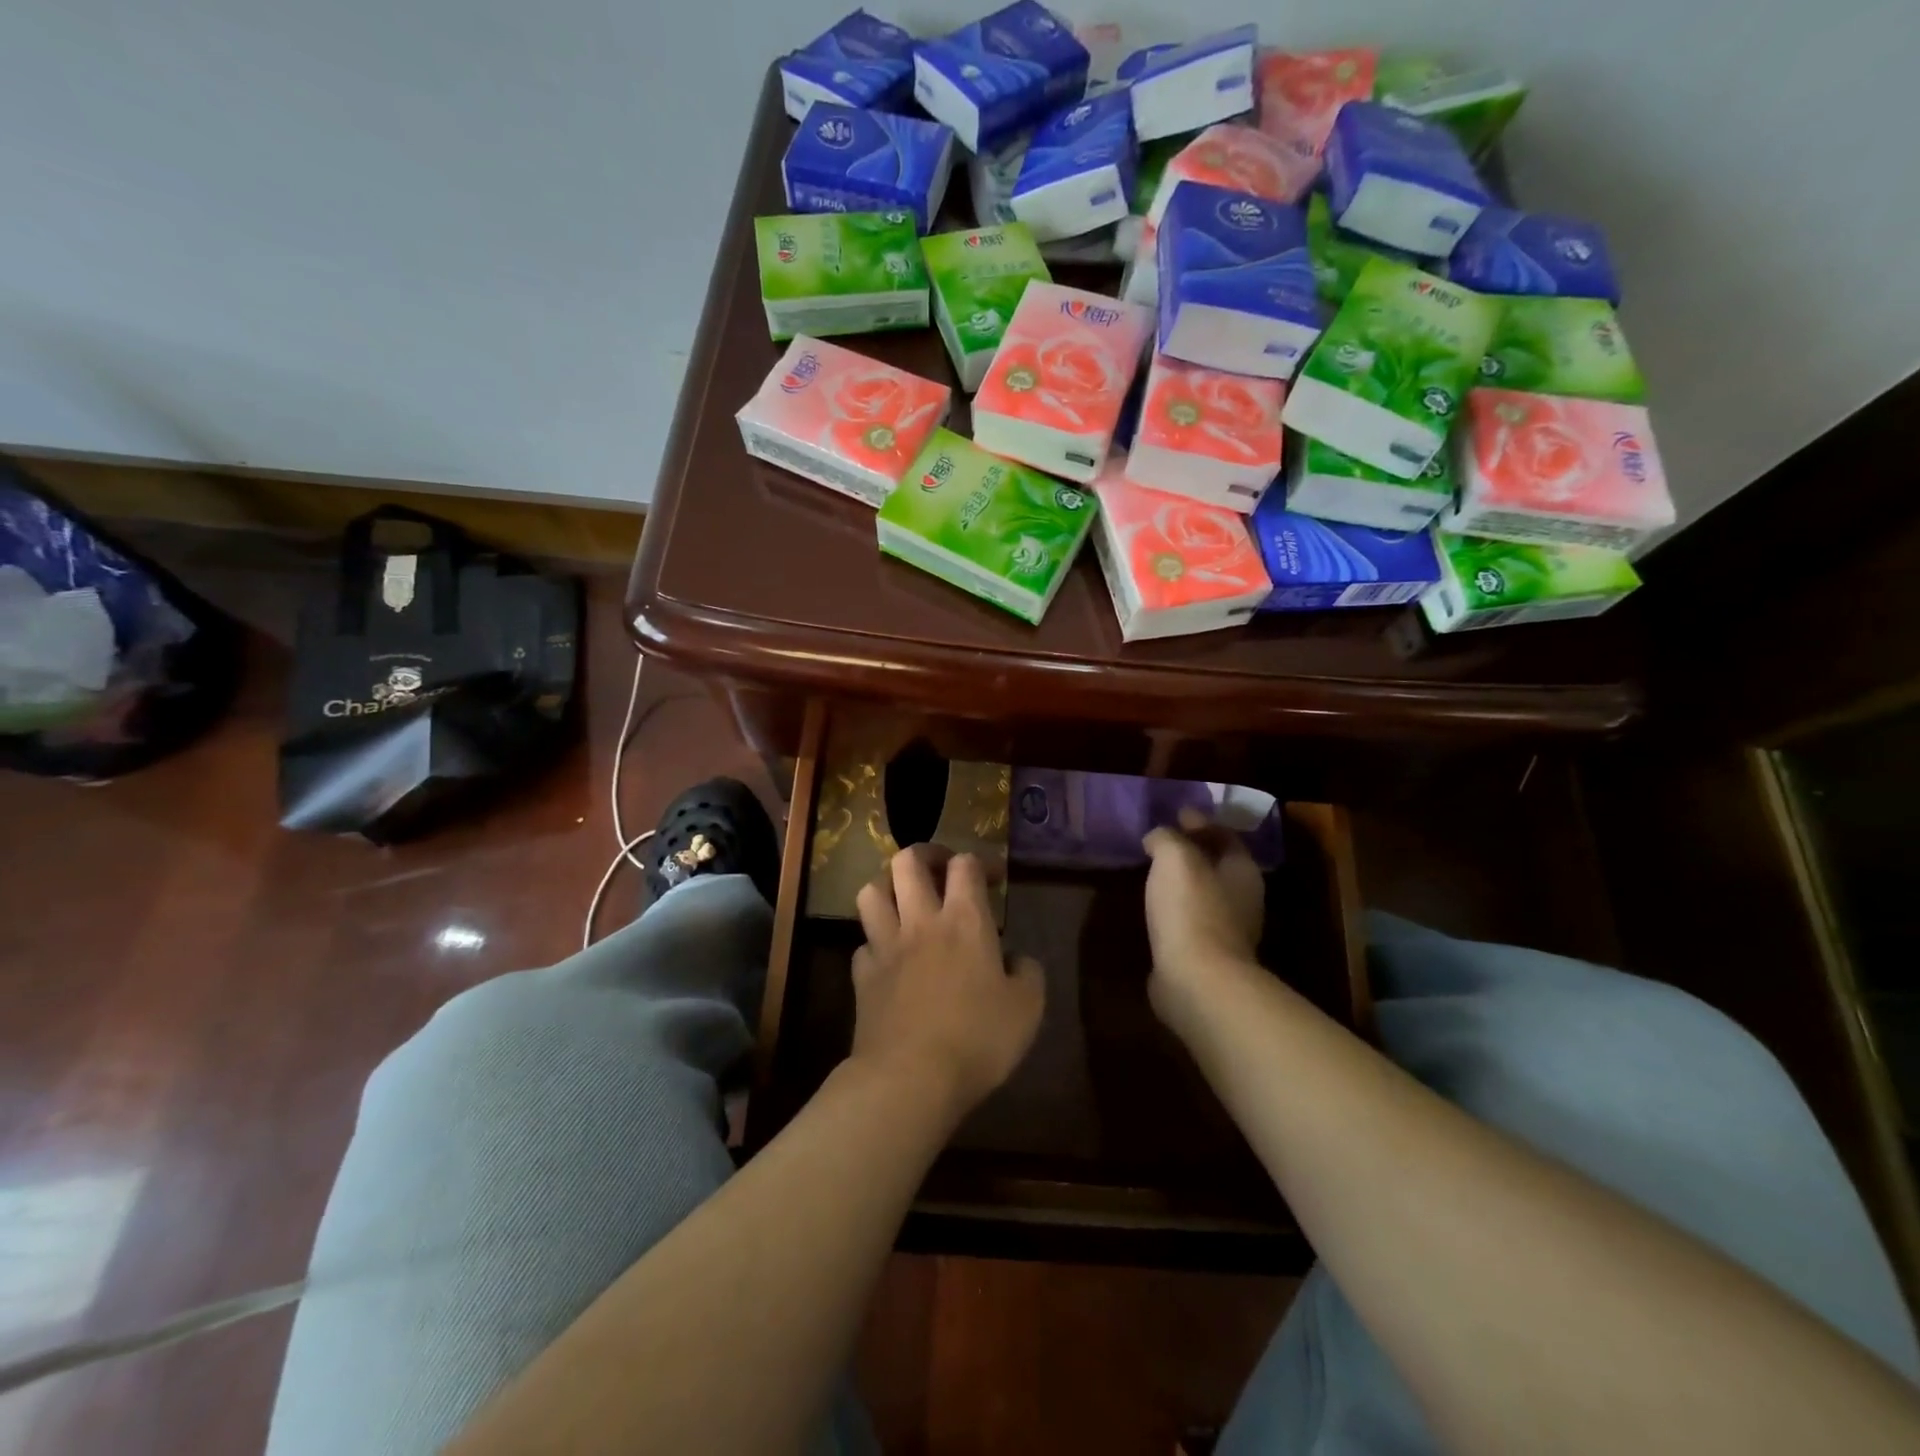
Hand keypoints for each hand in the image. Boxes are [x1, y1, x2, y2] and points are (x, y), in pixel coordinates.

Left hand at [850, 845, 1045, 1115]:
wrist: (910, 1078)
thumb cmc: (978, 1039)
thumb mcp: (1027, 1008)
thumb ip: (1028, 973)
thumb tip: (1016, 959)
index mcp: (965, 920)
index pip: (966, 864)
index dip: (980, 861)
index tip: (993, 878)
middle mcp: (921, 921)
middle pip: (907, 861)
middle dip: (925, 854)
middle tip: (940, 869)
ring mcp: (885, 945)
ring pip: (871, 891)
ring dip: (887, 886)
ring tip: (904, 900)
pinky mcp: (862, 976)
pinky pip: (862, 943)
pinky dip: (875, 942)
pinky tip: (888, 957)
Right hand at [1142, 809, 1265, 1020]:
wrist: (1197, 981)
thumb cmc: (1191, 910)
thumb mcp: (1175, 858)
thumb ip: (1167, 838)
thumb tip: (1158, 836)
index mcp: (1243, 871)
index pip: (1226, 836)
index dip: (1201, 822)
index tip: (1176, 814)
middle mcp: (1243, 900)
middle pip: (1218, 865)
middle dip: (1194, 851)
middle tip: (1163, 841)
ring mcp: (1228, 932)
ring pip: (1204, 894)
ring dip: (1183, 882)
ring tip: (1154, 872)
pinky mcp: (1208, 957)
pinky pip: (1190, 920)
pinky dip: (1175, 908)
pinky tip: (1156, 907)